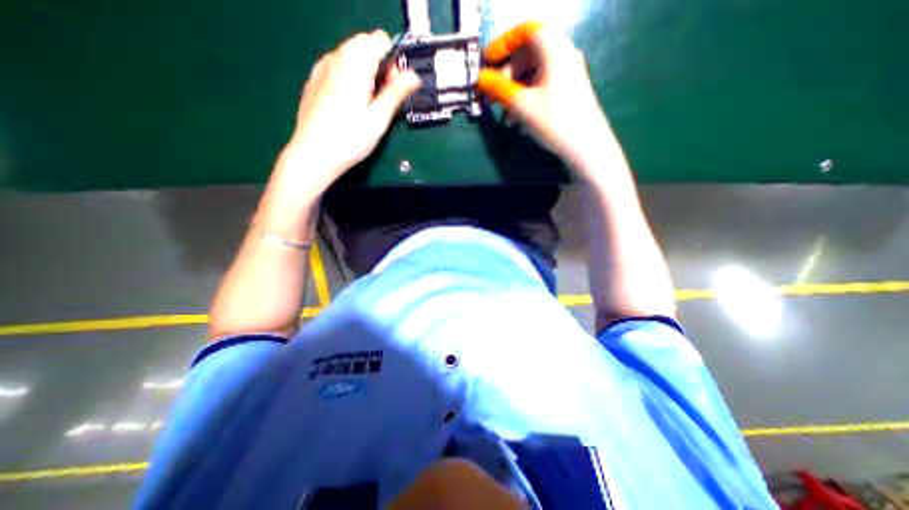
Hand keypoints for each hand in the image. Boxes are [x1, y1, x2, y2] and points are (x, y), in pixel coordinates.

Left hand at [283, 30, 421, 193]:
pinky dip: (350, 76)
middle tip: (382, 98)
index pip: (380, 40)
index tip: (394, 87)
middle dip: (380, 65)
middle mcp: (336, 58)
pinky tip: (350, 103)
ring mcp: (322, 67)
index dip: (393, 61)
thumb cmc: (349, 140)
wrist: (313, 154)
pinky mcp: (314, 79)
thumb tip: (414, 77)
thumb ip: (396, 94)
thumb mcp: (378, 120)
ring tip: (367, 104)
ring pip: (351, 54)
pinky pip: (338, 65)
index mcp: (354, 66)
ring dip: (366, 71)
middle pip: (365, 44)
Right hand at [473, 22, 613, 172]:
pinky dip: (526, 96)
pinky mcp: (568, 91)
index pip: (525, 31)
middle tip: (491, 94)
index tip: (486, 63)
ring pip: (533, 73)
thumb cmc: (553, 120)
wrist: (587, 146)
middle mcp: (563, 55)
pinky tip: (518, 118)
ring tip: (503, 112)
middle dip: (506, 72)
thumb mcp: (521, 104)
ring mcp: (567, 74)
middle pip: (528, 53)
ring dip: (514, 89)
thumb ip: (498, 87)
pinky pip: (541, 85)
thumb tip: (480, 78)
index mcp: (554, 49)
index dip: (502, 44)